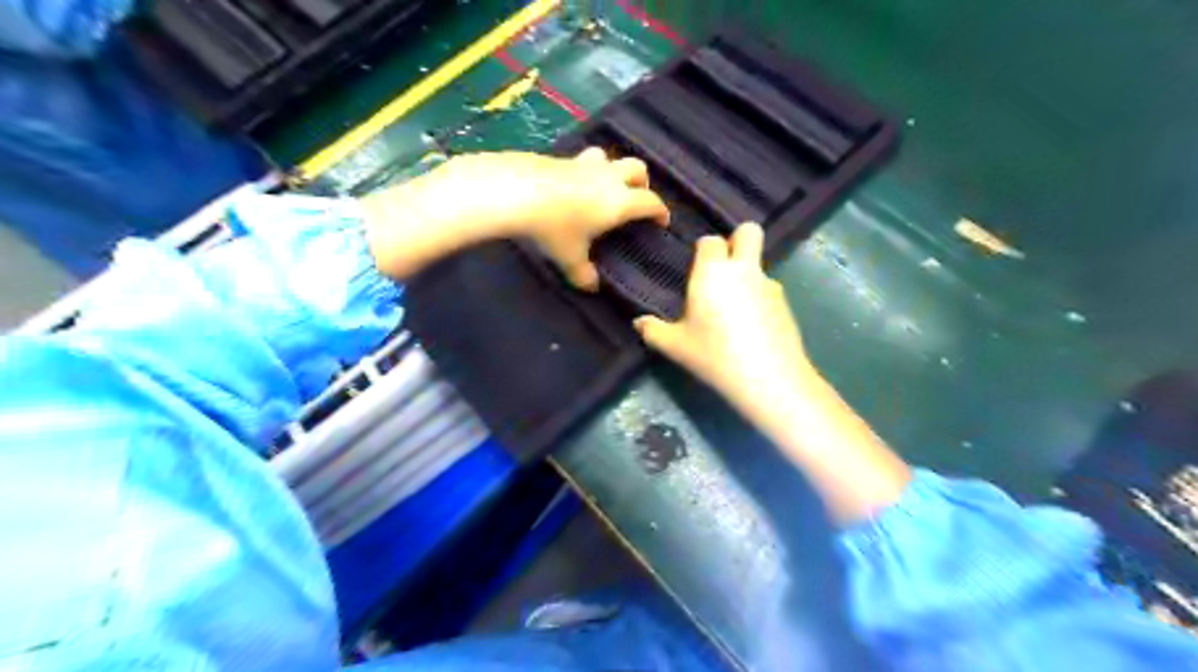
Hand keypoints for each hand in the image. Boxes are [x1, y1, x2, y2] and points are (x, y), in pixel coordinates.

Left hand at [359, 150, 668, 288]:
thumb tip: (591, 288)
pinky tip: (572, 185)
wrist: (517, 192)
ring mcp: (585, 164)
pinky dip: (587, 170)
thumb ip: (584, 274)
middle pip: (638, 169)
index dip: (660, 212)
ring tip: (604, 187)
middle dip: (642, 183)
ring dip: (614, 170)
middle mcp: (609, 178)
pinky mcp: (563, 158)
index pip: (651, 202)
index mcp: (620, 202)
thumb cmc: (554, 228)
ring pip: (611, 158)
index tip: (661, 222)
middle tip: (636, 200)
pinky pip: (584, 160)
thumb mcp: (570, 258)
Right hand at [636, 224, 815, 415]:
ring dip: (747, 275)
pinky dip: (760, 299)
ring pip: (759, 265)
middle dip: (738, 240)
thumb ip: (653, 331)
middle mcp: (743, 270)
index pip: (710, 240)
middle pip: (749, 231)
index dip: (704, 250)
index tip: (697, 269)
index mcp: (713, 272)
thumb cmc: (714, 355)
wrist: (767, 378)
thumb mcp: (675, 346)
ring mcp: (769, 285)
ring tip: (735, 310)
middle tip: (724, 267)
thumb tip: (638, 323)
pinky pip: (769, 290)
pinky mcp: (786, 304)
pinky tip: (752, 328)